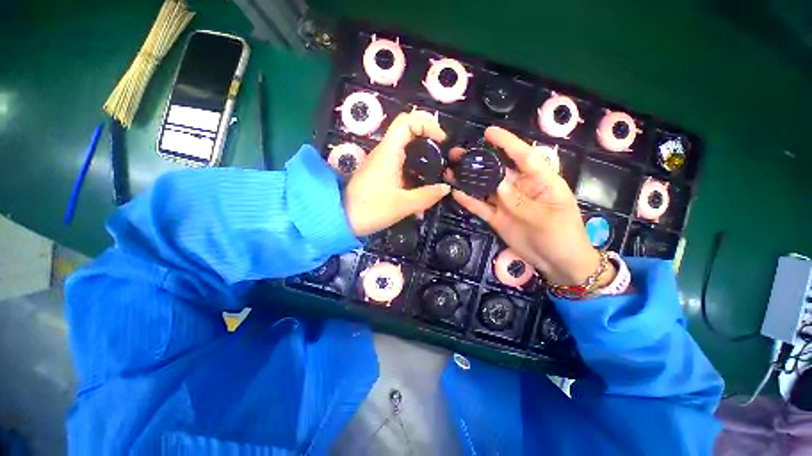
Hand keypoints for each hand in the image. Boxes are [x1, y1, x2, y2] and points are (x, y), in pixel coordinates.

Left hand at [344, 112, 450, 235]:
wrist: (342, 219)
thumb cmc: (371, 209)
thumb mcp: (403, 205)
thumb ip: (427, 196)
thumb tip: (445, 188)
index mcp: (388, 152)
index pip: (407, 121)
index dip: (428, 124)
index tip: (442, 141)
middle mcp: (384, 152)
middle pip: (407, 131)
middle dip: (428, 138)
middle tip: (443, 155)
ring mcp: (381, 162)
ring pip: (404, 147)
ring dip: (422, 153)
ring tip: (436, 170)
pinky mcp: (380, 172)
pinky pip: (400, 161)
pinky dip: (414, 166)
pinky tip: (421, 183)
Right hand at [448, 126, 614, 285]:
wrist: (557, 263)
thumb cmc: (563, 236)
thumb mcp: (546, 218)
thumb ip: (520, 201)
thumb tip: (498, 183)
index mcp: (541, 181)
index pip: (524, 156)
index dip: (507, 143)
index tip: (488, 133)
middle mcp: (520, 188)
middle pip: (497, 170)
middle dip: (478, 160)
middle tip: (456, 153)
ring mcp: (506, 203)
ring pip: (485, 187)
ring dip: (468, 179)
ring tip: (450, 170)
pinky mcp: (497, 217)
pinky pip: (481, 207)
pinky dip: (469, 201)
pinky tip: (456, 193)